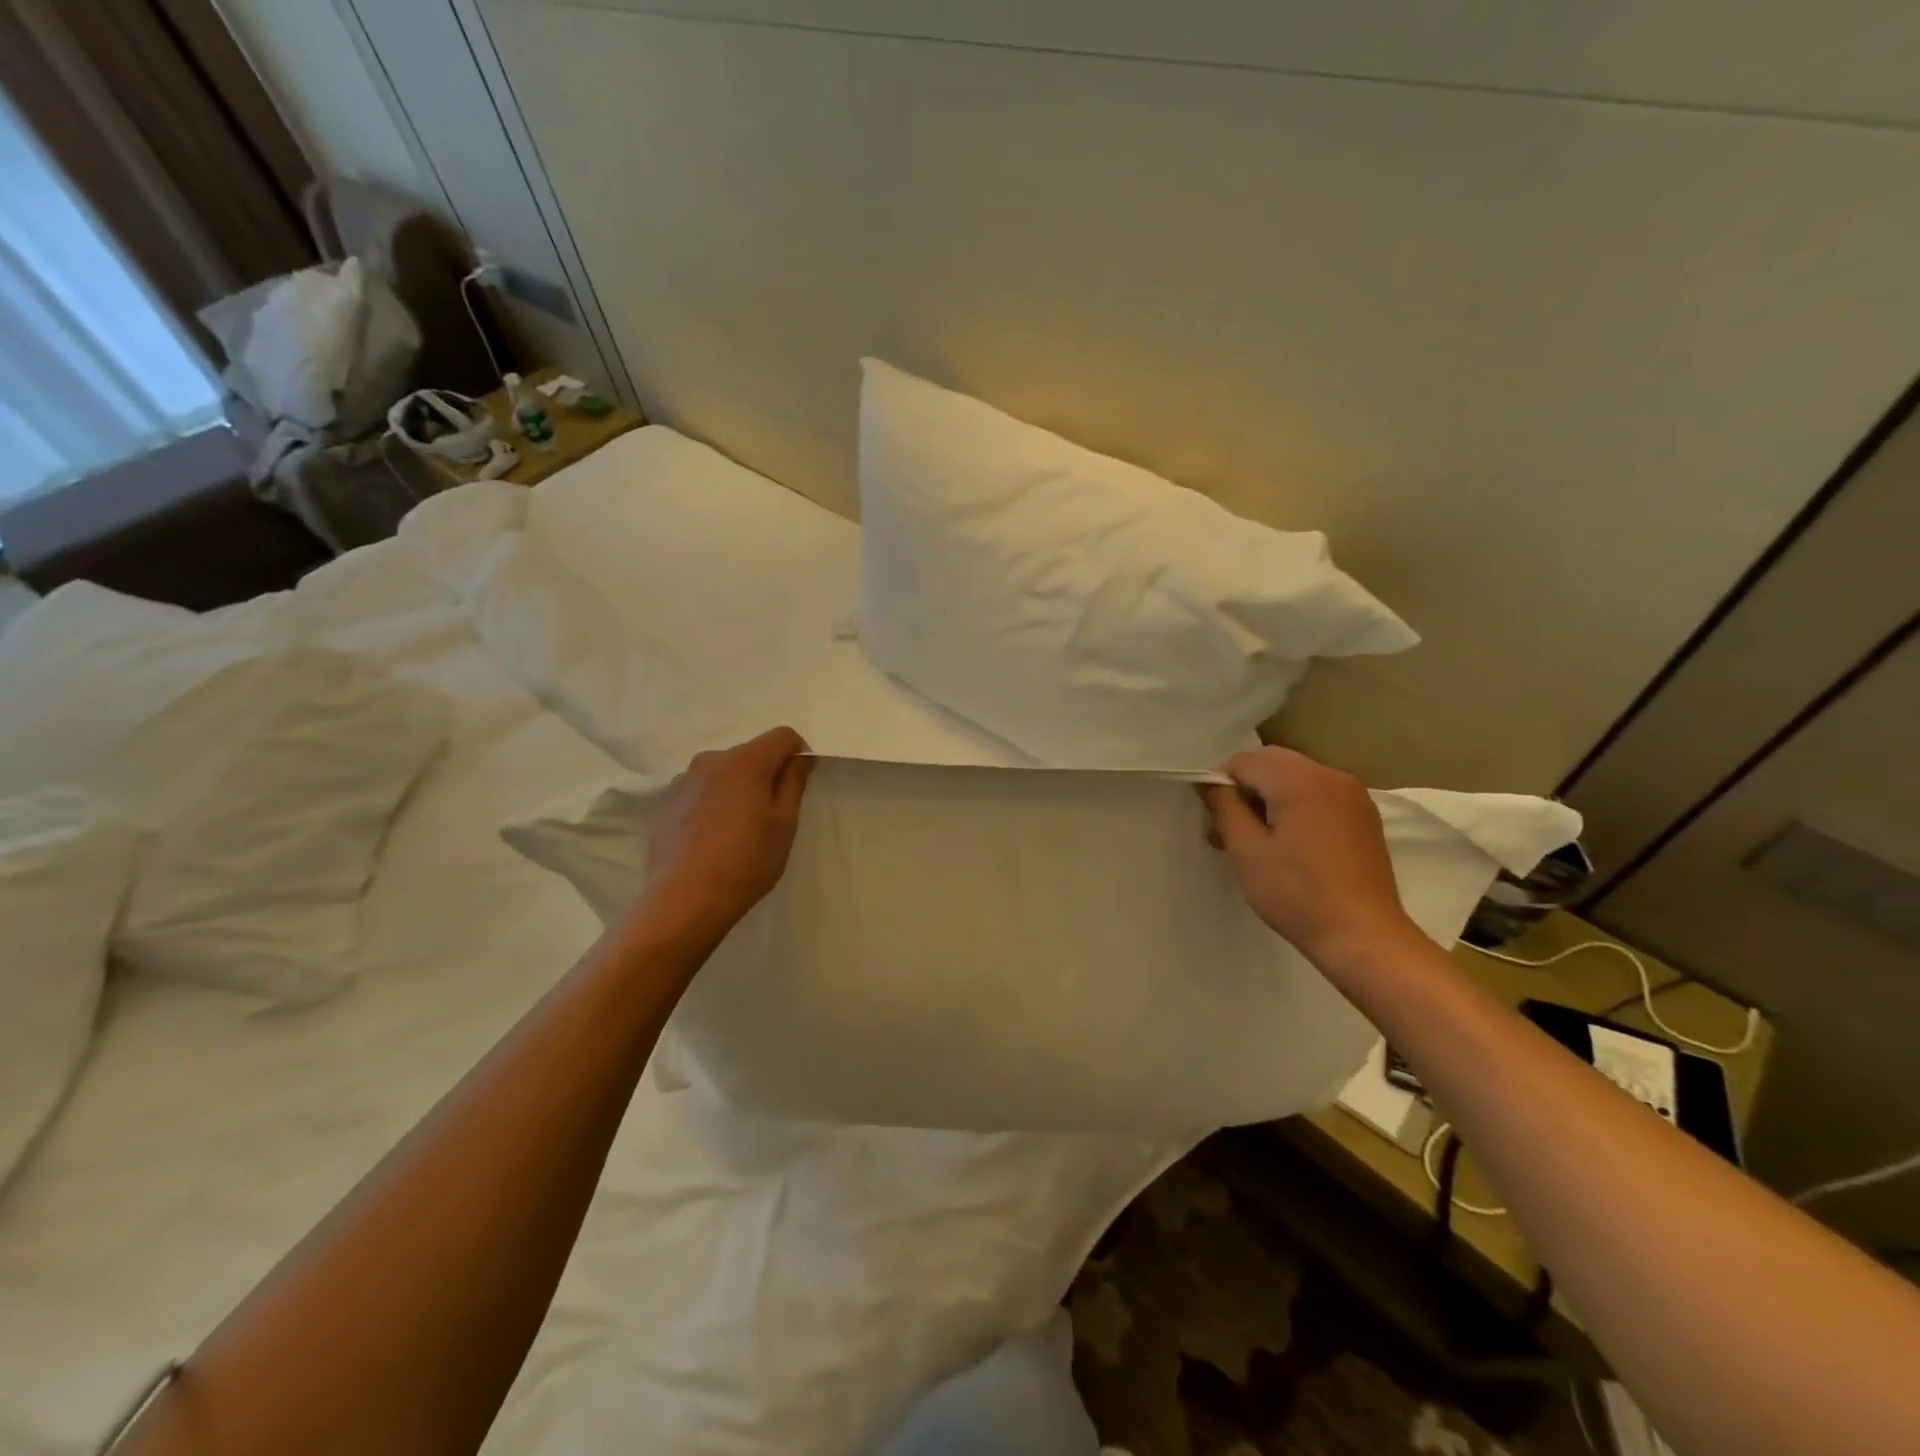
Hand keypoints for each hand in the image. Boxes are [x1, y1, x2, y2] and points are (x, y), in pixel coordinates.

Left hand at [636, 727, 814, 941]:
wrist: (684, 900)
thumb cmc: (745, 862)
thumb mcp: (784, 824)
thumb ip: (794, 782)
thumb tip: (800, 757)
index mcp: (745, 761)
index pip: (782, 736)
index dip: (798, 754)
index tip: (800, 784)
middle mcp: (711, 760)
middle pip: (751, 753)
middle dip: (767, 773)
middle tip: (772, 814)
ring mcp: (684, 780)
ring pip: (724, 772)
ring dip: (738, 787)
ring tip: (740, 828)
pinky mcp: (666, 802)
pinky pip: (701, 790)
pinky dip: (714, 802)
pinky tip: (713, 837)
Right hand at [1200, 747, 1418, 966]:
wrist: (1363, 936)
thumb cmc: (1297, 895)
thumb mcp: (1247, 852)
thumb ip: (1225, 808)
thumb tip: (1210, 783)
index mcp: (1300, 780)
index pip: (1244, 761)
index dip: (1221, 782)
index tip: (1213, 816)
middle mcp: (1330, 775)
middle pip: (1272, 762)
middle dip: (1246, 786)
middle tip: (1229, 826)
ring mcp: (1353, 794)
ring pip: (1295, 776)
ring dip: (1270, 795)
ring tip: (1256, 837)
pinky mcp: (1363, 814)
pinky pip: (1318, 792)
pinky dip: (1295, 803)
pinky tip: (1288, 841)